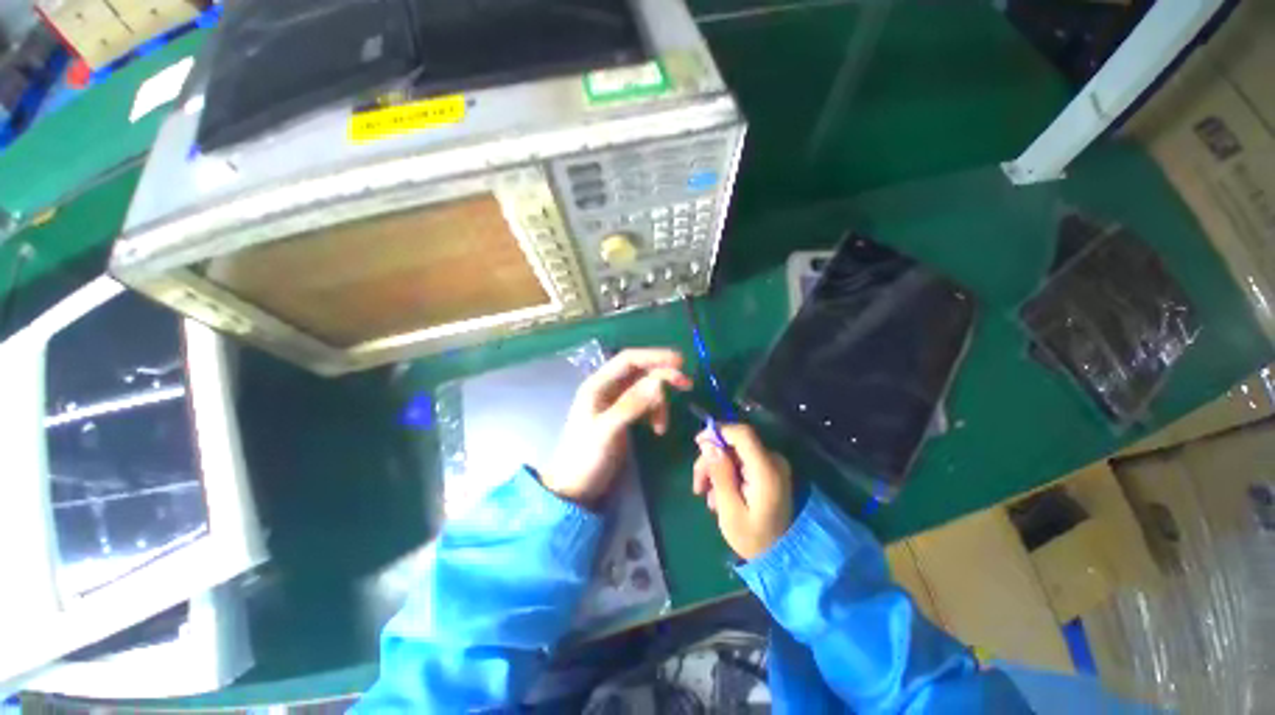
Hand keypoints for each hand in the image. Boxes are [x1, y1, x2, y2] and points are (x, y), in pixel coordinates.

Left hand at [544, 348, 691, 506]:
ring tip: (662, 426)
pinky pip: (646, 405)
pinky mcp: (624, 416)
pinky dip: (656, 413)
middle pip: (641, 372)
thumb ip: (632, 404)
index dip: (654, 356)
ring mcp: (617, 402)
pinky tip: (658, 429)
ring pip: (646, 389)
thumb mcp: (608, 430)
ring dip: (660, 402)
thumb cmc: (586, 456)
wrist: (576, 487)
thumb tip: (658, 382)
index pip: (628, 359)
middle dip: (663, 377)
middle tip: (687, 384)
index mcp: (598, 385)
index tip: (680, 361)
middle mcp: (608, 388)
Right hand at [693, 424, 793, 559]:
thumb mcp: (730, 511)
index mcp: (766, 470)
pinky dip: (727, 473)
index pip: (742, 434)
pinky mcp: (768, 471)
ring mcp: (772, 465)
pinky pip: (741, 461)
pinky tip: (719, 495)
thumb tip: (708, 444)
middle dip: (712, 459)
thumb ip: (720, 474)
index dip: (718, 431)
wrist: (780, 557)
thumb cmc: (753, 538)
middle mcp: (772, 461)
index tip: (697, 443)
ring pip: (734, 453)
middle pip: (734, 444)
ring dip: (716, 469)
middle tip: (698, 485)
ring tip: (707, 496)